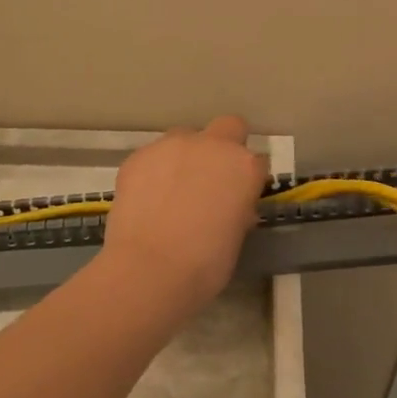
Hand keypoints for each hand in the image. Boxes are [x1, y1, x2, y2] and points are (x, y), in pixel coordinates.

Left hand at [103, 115, 264, 307]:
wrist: (148, 270)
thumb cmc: (205, 264)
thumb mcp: (236, 237)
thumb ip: (237, 210)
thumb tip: (230, 206)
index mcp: (245, 167)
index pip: (257, 161)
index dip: (248, 179)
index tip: (239, 198)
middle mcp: (212, 145)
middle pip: (228, 127)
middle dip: (223, 147)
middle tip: (210, 180)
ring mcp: (172, 146)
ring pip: (185, 138)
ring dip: (185, 157)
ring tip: (172, 191)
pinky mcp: (139, 156)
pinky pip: (153, 156)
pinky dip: (154, 171)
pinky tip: (147, 199)